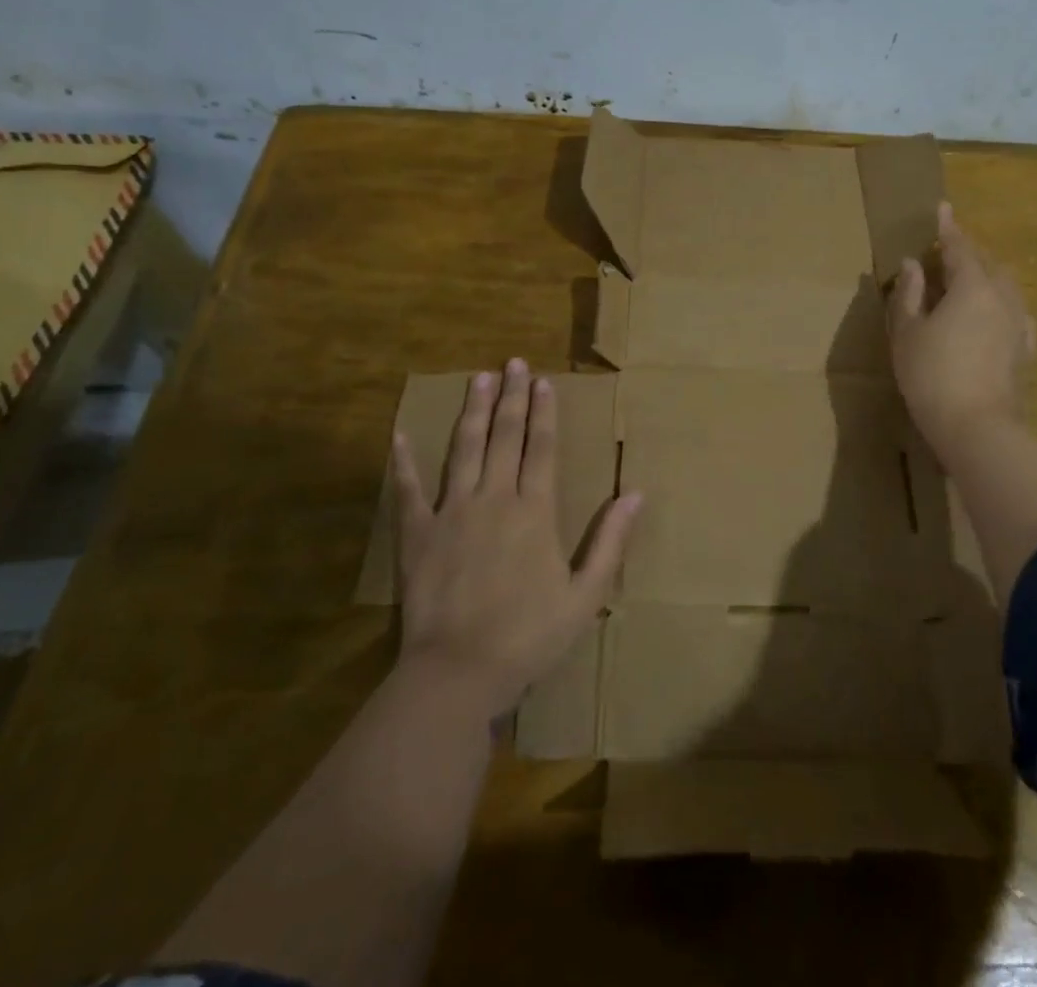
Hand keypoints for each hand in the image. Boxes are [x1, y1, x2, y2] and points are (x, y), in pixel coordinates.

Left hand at [393, 358, 640, 715]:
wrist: (457, 673)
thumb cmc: (528, 636)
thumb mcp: (586, 596)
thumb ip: (611, 541)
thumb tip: (636, 493)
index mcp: (535, 511)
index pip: (542, 448)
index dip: (544, 412)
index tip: (543, 381)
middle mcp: (494, 498)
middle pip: (505, 437)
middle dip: (511, 397)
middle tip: (513, 363)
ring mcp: (452, 512)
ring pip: (464, 449)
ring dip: (472, 412)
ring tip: (478, 379)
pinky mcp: (418, 534)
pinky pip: (409, 491)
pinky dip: (404, 462)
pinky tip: (399, 435)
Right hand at [887, 201, 1035, 460]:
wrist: (978, 428)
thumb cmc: (932, 375)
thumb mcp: (907, 333)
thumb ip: (909, 294)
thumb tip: (913, 265)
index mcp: (972, 286)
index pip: (959, 247)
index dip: (947, 228)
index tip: (942, 208)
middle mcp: (1003, 298)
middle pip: (988, 264)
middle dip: (968, 253)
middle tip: (946, 253)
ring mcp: (1020, 325)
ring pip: (1006, 287)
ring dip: (987, 277)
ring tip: (967, 283)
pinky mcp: (1027, 351)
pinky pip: (1015, 313)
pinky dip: (1000, 305)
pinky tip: (992, 317)